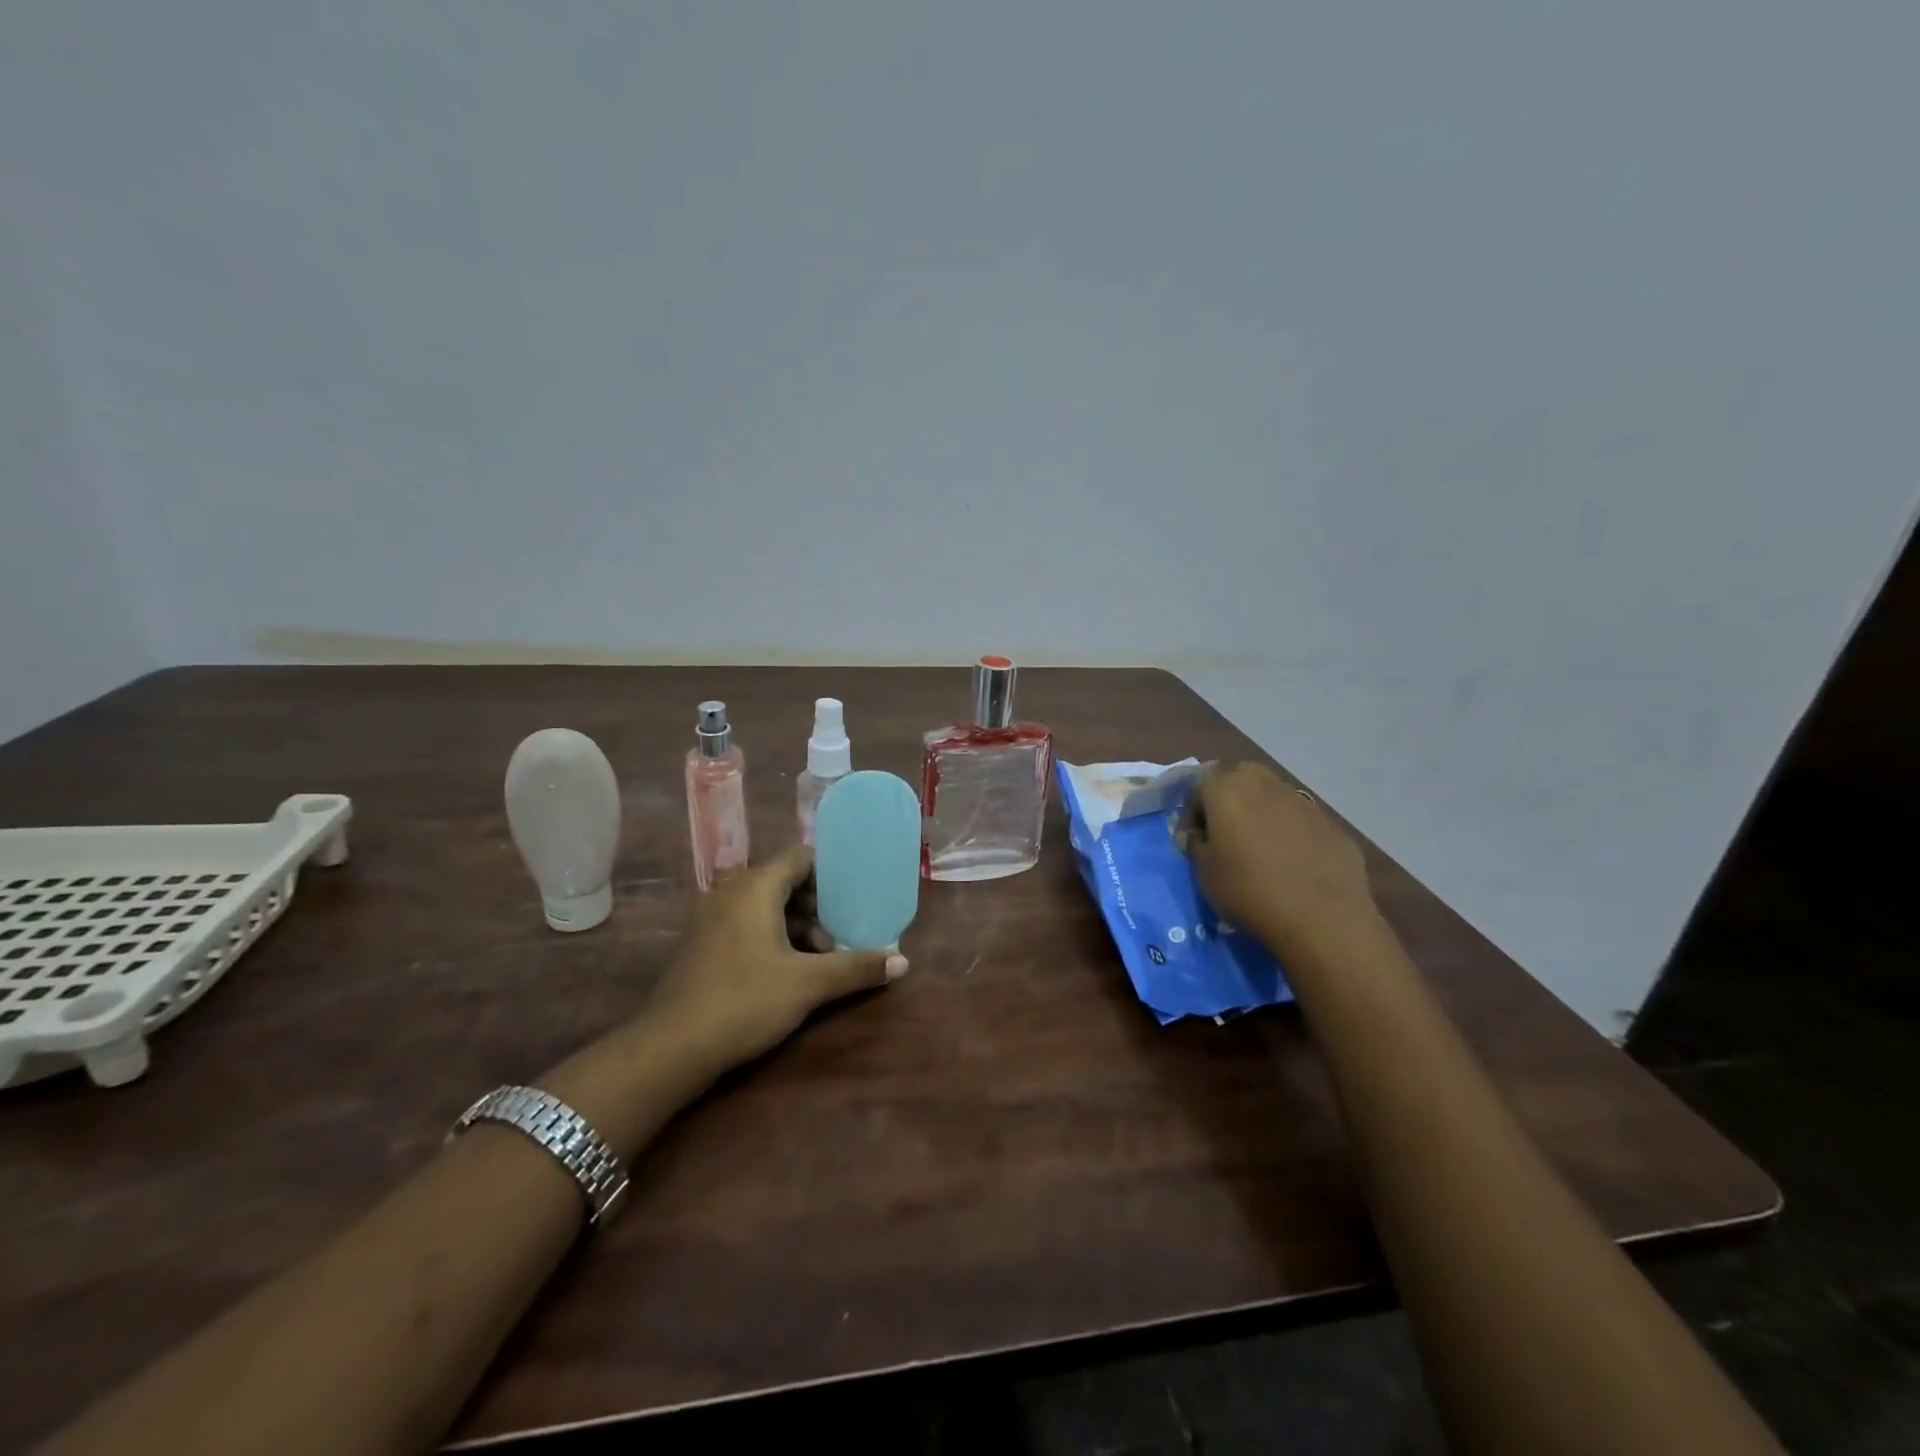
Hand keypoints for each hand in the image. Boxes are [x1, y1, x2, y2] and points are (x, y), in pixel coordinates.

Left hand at [644, 846, 907, 1078]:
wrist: (669, 1049)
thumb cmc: (744, 1001)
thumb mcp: (808, 985)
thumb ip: (856, 968)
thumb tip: (903, 962)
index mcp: (754, 887)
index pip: (800, 857)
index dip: (831, 872)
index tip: (856, 895)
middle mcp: (729, 892)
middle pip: (784, 882)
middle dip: (817, 907)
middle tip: (840, 937)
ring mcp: (710, 918)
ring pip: (765, 906)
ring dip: (796, 926)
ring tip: (819, 960)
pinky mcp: (700, 944)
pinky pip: (745, 924)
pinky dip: (771, 937)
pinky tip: (787, 971)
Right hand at [1183, 762, 1378, 958]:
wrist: (1321, 917)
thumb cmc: (1248, 890)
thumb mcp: (1204, 872)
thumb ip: (1196, 845)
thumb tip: (1199, 836)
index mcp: (1226, 789)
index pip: (1198, 788)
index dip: (1191, 815)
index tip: (1192, 840)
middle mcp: (1264, 784)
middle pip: (1239, 777)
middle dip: (1228, 797)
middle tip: (1224, 830)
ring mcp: (1303, 802)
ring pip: (1273, 796)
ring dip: (1261, 812)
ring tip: (1259, 846)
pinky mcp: (1331, 824)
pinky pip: (1300, 820)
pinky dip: (1290, 832)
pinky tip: (1291, 862)